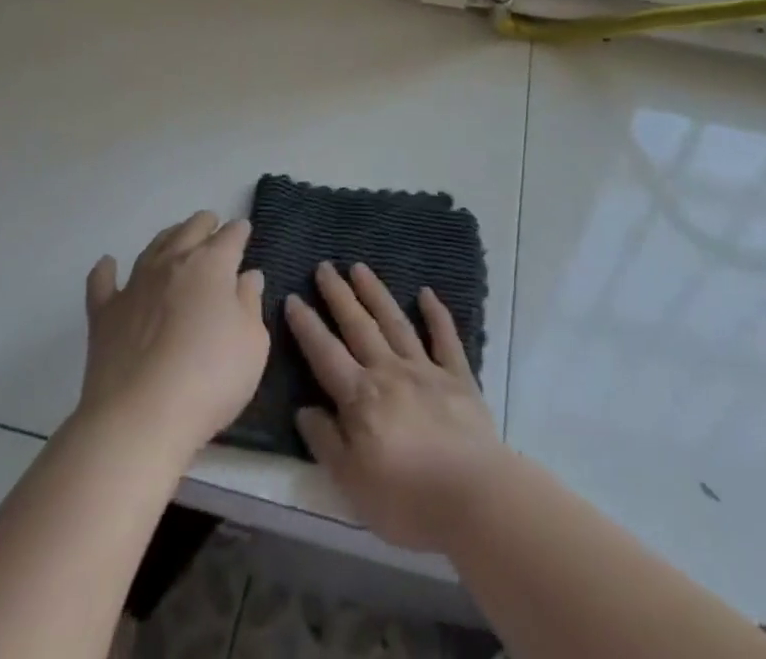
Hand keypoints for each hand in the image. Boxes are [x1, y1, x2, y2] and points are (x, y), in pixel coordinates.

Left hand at [78, 212, 268, 462]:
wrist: (139, 419)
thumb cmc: (210, 379)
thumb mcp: (252, 344)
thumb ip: (250, 303)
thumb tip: (248, 276)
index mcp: (212, 265)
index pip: (231, 236)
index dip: (240, 231)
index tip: (244, 231)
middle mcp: (172, 262)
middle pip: (190, 229)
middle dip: (205, 224)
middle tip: (212, 226)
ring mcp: (135, 285)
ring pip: (153, 247)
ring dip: (168, 237)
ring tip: (176, 236)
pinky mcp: (105, 314)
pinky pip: (103, 282)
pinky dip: (106, 270)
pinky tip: (108, 264)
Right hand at [284, 262, 507, 552]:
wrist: (472, 496)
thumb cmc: (406, 499)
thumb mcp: (351, 483)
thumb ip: (326, 442)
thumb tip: (304, 409)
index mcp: (361, 397)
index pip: (326, 354)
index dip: (307, 326)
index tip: (293, 297)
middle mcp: (389, 371)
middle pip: (359, 327)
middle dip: (339, 295)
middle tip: (325, 267)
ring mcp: (426, 370)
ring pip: (395, 323)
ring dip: (376, 293)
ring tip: (360, 267)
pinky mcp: (458, 377)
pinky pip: (445, 338)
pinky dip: (436, 314)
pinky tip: (426, 293)